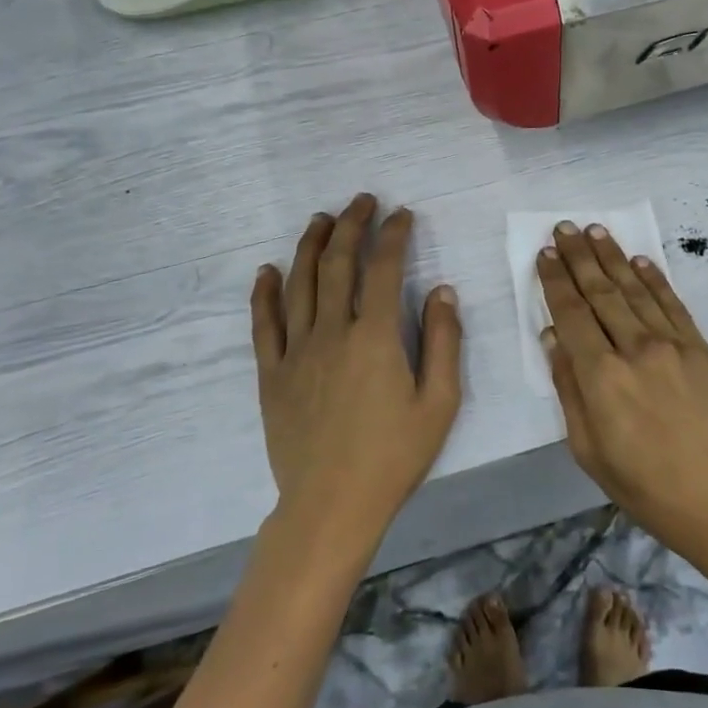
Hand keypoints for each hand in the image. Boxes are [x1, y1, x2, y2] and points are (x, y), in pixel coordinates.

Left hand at [251, 193, 463, 546]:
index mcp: (375, 337)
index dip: (393, 235)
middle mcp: (332, 332)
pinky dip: (264, 293)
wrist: (331, 506)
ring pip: (299, 283)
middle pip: (338, 264)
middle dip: (351, 225)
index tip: (402, 215)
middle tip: (362, 201)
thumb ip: (443, 342)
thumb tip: (441, 290)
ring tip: (321, 219)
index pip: (383, 269)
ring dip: (311, 246)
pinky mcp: (271, 373)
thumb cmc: (393, 457)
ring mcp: (296, 351)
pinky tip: (267, 270)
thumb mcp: (439, 403)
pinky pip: (264, 324)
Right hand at [538, 222, 707, 573]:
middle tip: (565, 226)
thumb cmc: (646, 486)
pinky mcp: (700, 348)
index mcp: (601, 377)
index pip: (571, 315)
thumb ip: (568, 389)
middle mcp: (634, 349)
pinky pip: (672, 303)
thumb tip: (552, 338)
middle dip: (579, 257)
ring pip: (634, 289)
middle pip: (600, 292)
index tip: (544, 254)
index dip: (555, 282)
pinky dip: (653, 278)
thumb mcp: (589, 450)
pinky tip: (639, 259)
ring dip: (612, 257)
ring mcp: (672, 345)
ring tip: (595, 230)